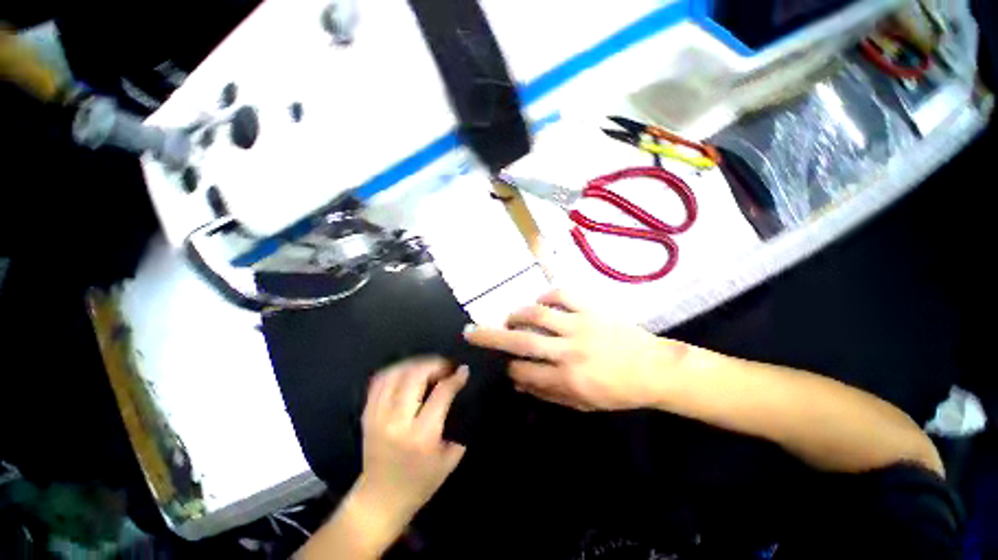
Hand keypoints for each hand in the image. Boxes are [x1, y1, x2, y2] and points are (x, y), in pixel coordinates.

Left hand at [355, 357, 467, 527]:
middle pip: (415, 376)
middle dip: (434, 364)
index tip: (464, 370)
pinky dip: (395, 370)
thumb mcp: (450, 459)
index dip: (455, 378)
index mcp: (421, 436)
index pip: (441, 393)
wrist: (379, 501)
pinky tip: (408, 372)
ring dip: (415, 364)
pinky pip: (379, 381)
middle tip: (445, 367)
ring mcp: (377, 417)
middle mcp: (397, 422)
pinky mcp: (366, 415)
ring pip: (396, 374)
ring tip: (428, 367)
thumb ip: (458, 424)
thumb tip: (461, 392)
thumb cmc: (420, 483)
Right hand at [464, 290, 685, 410]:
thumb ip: (548, 393)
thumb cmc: (618, 392)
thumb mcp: (583, 404)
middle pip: (520, 341)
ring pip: (537, 314)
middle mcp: (568, 351)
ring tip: (510, 316)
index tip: (507, 364)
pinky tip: (541, 302)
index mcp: (567, 379)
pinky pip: (562, 294)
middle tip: (471, 331)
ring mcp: (579, 325)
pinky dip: (546, 296)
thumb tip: (518, 381)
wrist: (655, 369)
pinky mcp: (591, 308)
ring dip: (517, 314)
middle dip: (490, 336)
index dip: (509, 368)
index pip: (523, 371)